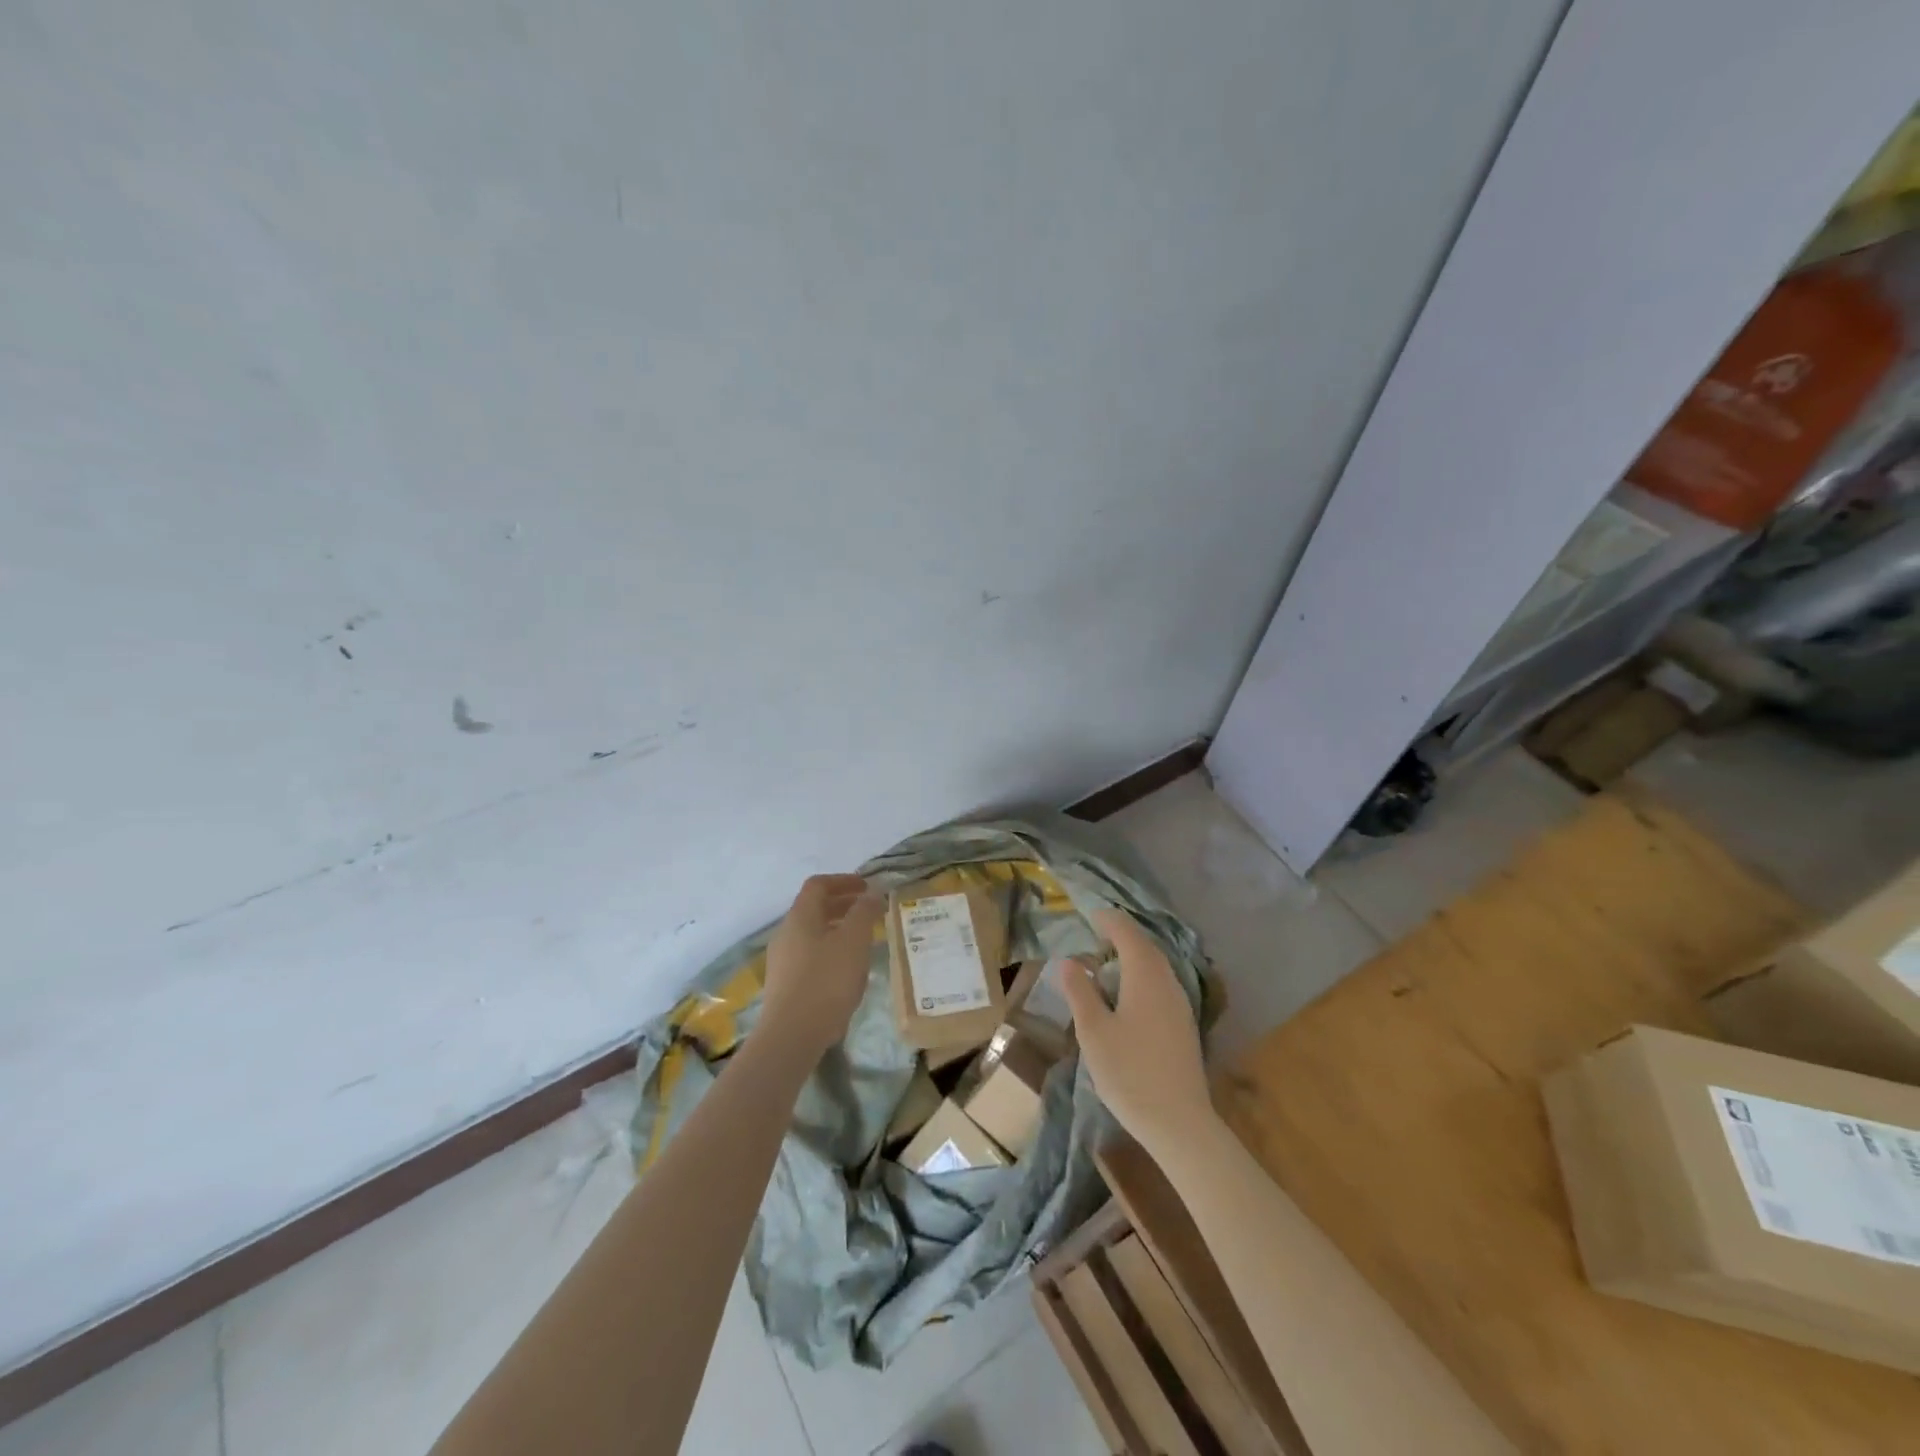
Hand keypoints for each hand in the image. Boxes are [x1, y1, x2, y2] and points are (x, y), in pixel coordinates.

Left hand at [761, 874, 885, 1058]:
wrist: (791, 1035)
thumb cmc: (826, 981)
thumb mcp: (854, 941)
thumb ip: (864, 912)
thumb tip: (872, 892)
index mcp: (800, 917)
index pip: (818, 885)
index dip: (843, 881)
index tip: (867, 887)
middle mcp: (786, 933)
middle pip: (814, 909)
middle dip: (844, 905)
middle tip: (870, 911)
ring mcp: (783, 960)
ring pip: (813, 934)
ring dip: (839, 930)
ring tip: (864, 941)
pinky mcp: (785, 985)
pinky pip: (811, 956)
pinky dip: (831, 951)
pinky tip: (848, 971)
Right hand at [1059, 907, 1213, 1157]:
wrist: (1179, 1123)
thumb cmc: (1129, 1072)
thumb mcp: (1093, 1031)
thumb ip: (1080, 992)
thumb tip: (1070, 961)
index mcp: (1145, 976)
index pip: (1127, 933)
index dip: (1108, 920)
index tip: (1089, 914)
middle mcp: (1167, 982)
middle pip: (1145, 946)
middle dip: (1121, 936)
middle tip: (1095, 935)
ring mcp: (1180, 1004)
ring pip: (1156, 966)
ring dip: (1133, 957)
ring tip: (1107, 963)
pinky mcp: (1184, 1025)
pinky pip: (1161, 984)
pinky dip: (1142, 976)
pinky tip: (1127, 995)